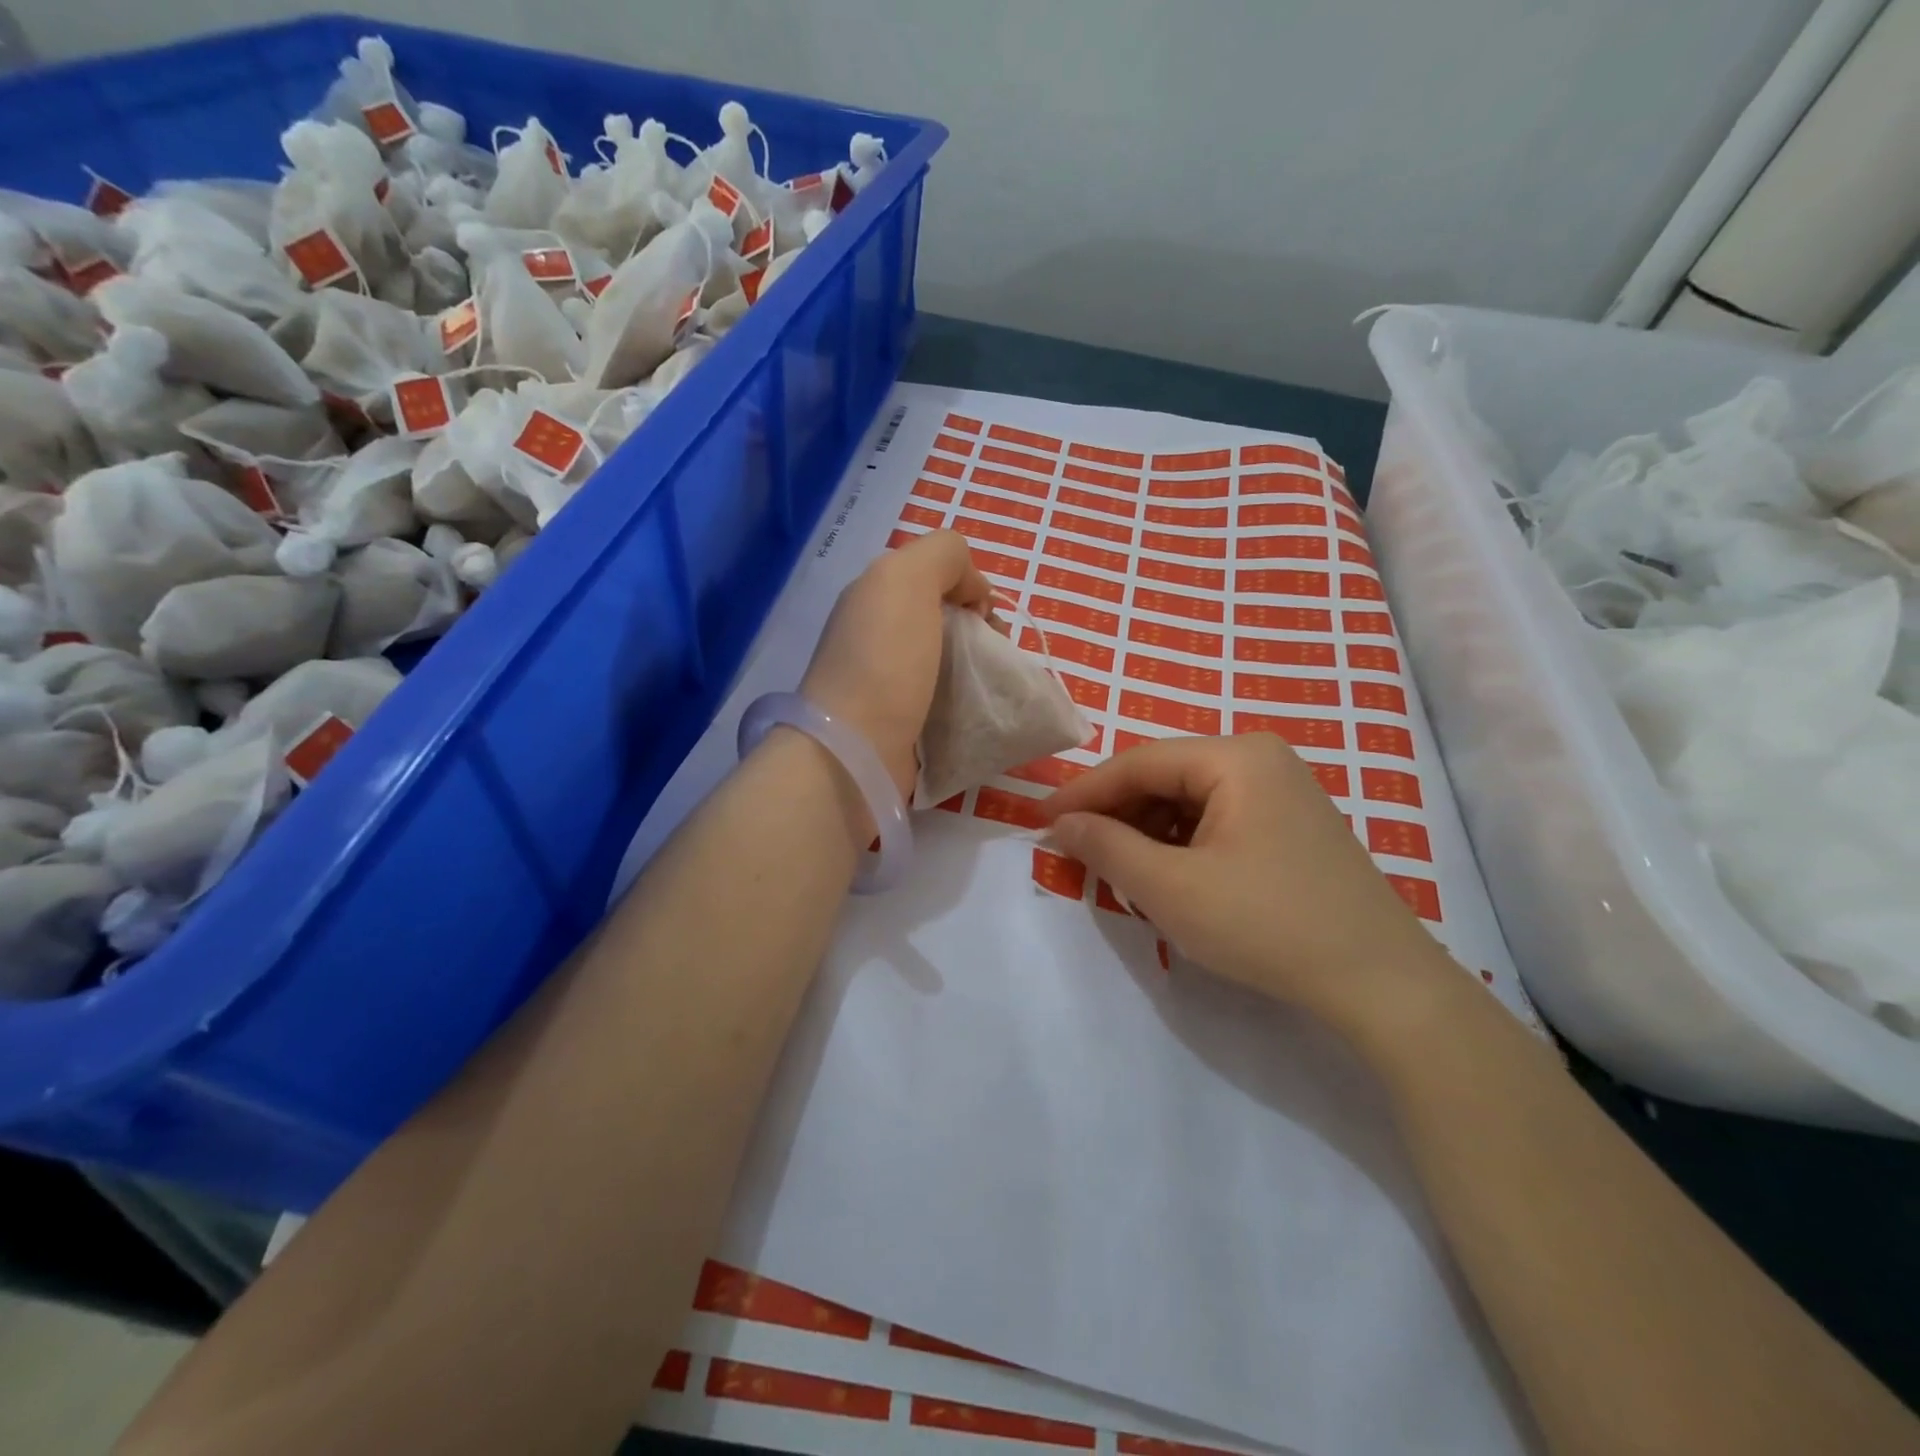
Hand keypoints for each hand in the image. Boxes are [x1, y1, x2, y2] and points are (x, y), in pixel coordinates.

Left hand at [800, 530, 991, 799]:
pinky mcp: (903, 723)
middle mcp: (878, 635)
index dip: (968, 586)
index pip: (934, 577)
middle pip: (944, 619)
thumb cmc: (885, 660)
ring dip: (980, 666)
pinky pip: (946, 699)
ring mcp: (888, 682)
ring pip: (948, 660)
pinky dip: (969, 700)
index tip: (984, 614)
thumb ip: (942, 555)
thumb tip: (971, 591)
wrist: (857, 748)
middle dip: (980, 628)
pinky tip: (981, 709)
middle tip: (996, 651)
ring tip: (995, 684)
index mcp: (874, 597)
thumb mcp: (907, 578)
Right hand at [1041, 734, 1451, 1037]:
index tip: (1040, 821)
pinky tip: (1166, 874)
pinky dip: (1180, 843)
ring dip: (1146, 831)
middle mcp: (1260, 759)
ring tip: (1117, 868)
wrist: (1381, 984)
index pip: (1138, 762)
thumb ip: (1107, 847)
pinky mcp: (1291, 825)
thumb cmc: (1267, 925)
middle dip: (1116, 813)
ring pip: (1188, 800)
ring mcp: (1281, 791)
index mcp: (1236, 757)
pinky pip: (1216, 819)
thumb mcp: (1171, 888)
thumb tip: (1060, 823)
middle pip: (1165, 776)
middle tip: (1075, 850)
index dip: (1084, 791)